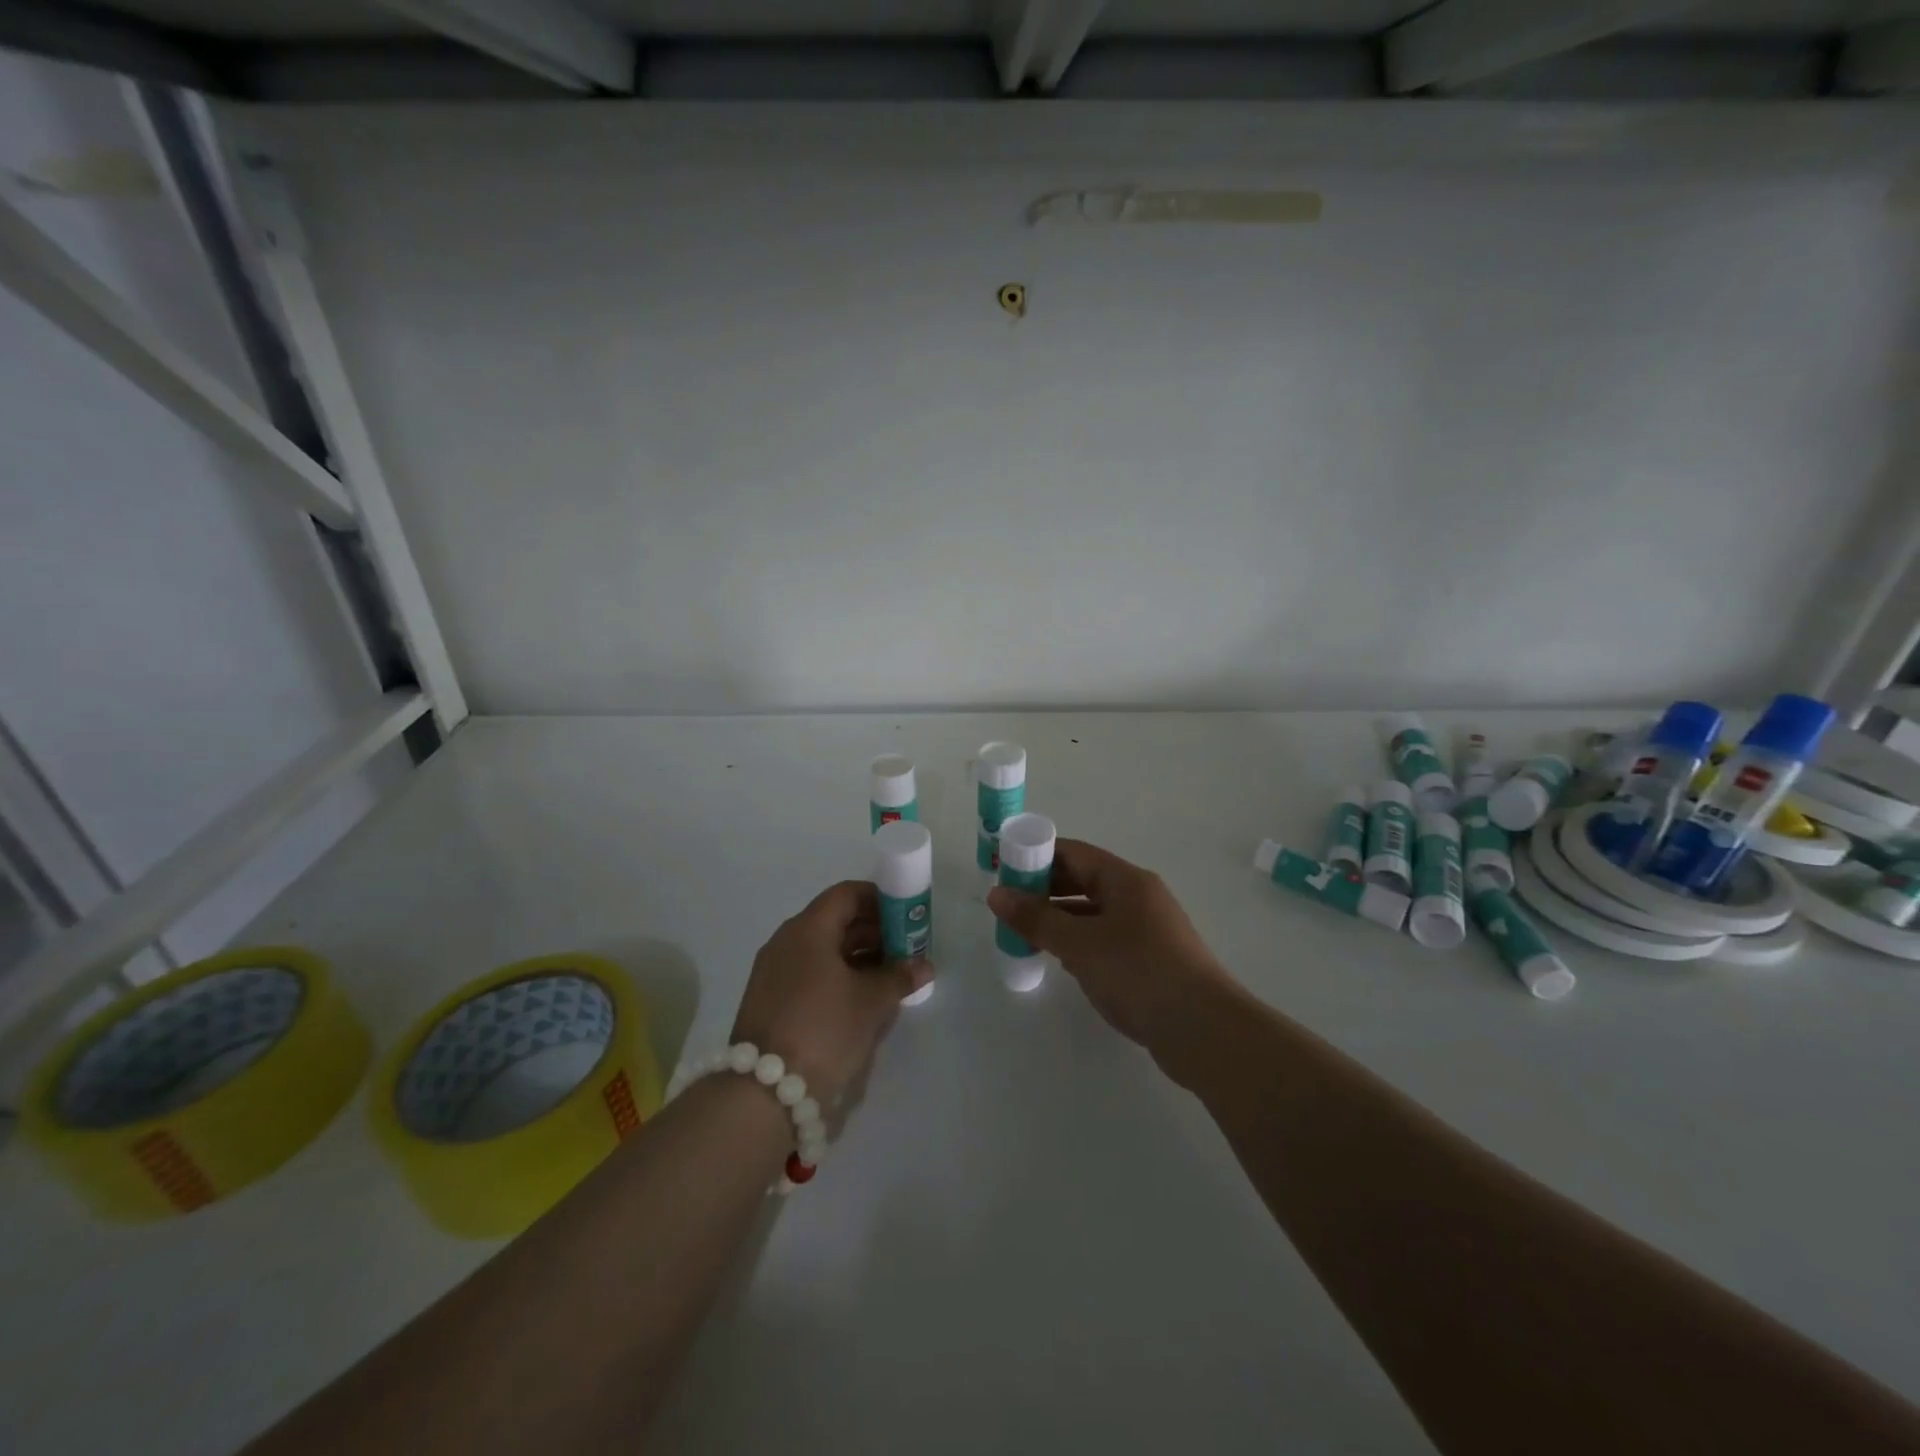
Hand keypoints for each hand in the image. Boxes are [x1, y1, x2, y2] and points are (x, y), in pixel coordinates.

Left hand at [730, 881, 930, 1104]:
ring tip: (890, 978)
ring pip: (823, 950)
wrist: (763, 1093)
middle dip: (874, 932)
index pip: (847, 894)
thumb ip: (900, 976)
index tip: (906, 918)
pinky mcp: (769, 1001)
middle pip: (835, 921)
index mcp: (807, 929)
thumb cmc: (824, 1030)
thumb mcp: (871, 1002)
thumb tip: (924, 965)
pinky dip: (838, 977)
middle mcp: (786, 942)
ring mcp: (774, 972)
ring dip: (858, 957)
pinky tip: (861, 1000)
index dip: (880, 900)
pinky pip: (810, 973)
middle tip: (905, 951)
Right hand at [987, 839, 1233, 1059]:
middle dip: (1044, 890)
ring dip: (1059, 919)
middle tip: (1007, 905)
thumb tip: (996, 894)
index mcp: (1125, 880)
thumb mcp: (1079, 944)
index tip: (1002, 869)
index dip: (1035, 856)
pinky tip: (1060, 960)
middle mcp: (1138, 897)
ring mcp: (1148, 929)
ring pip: (1093, 912)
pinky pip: (1105, 939)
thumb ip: (1036, 918)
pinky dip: (1079, 942)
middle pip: (1083, 880)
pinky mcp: (1150, 960)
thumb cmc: (1138, 973)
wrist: (1204, 1030)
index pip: (1073, 853)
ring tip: (1024, 933)